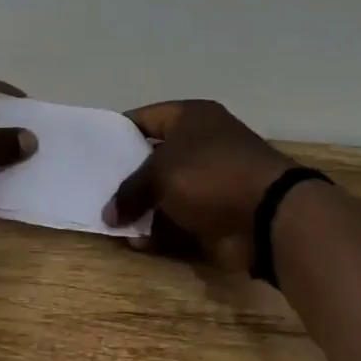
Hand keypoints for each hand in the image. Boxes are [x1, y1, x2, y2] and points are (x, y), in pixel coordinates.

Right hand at [103, 100, 296, 269]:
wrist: (268, 216)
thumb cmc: (210, 176)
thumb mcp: (159, 174)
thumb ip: (129, 191)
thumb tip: (109, 215)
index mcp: (192, 118)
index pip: (145, 118)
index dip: (118, 132)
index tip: (93, 151)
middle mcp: (202, 144)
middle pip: (153, 157)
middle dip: (127, 177)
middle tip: (95, 190)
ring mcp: (211, 181)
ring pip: (164, 192)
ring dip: (141, 208)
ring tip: (111, 222)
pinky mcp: (216, 212)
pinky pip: (179, 219)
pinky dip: (159, 229)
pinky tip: (136, 242)